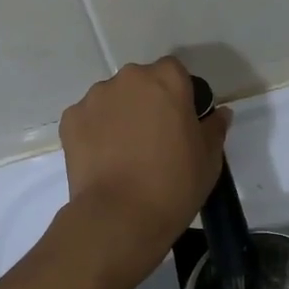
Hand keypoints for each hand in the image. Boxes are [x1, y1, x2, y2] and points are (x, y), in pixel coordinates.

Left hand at [58, 58, 228, 282]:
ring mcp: (95, 97)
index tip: (180, 122)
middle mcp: (129, 78)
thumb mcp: (209, 159)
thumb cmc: (174, 184)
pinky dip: (94, 133)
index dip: (178, 95)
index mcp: (167, 80)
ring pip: (112, 99)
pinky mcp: (70, 119)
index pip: (174, 72)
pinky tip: (102, 161)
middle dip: (146, 102)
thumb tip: (219, 113)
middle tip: (153, 139)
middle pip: (140, 82)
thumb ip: (214, 128)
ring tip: (123, 154)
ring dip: (119, 116)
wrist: (120, 216)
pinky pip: (87, 119)